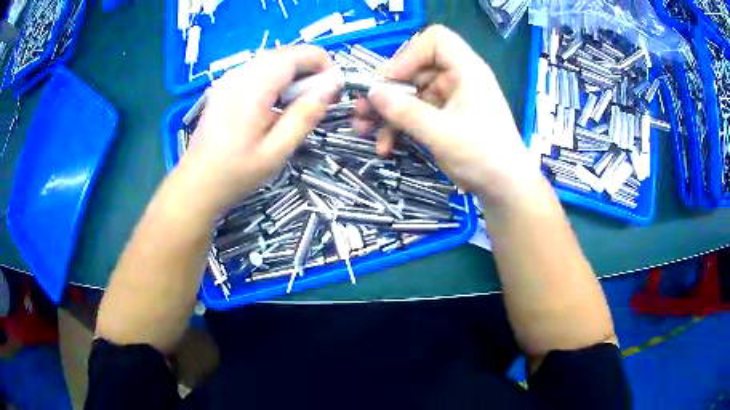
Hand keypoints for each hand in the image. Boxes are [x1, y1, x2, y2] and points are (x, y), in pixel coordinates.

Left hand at [182, 46, 341, 212]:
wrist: (196, 183)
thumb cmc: (236, 172)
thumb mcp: (277, 150)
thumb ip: (306, 114)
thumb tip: (333, 84)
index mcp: (254, 86)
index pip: (298, 54)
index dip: (323, 63)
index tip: (334, 88)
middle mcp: (241, 73)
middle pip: (285, 53)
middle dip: (309, 69)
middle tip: (317, 100)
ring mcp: (229, 78)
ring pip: (272, 60)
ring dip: (292, 74)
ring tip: (296, 105)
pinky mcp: (224, 86)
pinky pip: (257, 70)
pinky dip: (275, 79)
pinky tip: (273, 105)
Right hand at [355, 25, 540, 205]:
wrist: (504, 189)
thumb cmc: (482, 156)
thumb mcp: (440, 133)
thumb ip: (404, 111)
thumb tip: (372, 93)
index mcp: (466, 71)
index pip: (436, 40)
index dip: (411, 54)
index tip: (392, 79)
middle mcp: (457, 79)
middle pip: (415, 70)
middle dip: (387, 90)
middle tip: (363, 108)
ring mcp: (450, 100)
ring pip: (410, 94)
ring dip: (387, 112)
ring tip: (364, 129)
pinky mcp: (445, 119)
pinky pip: (415, 114)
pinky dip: (399, 127)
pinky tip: (385, 146)